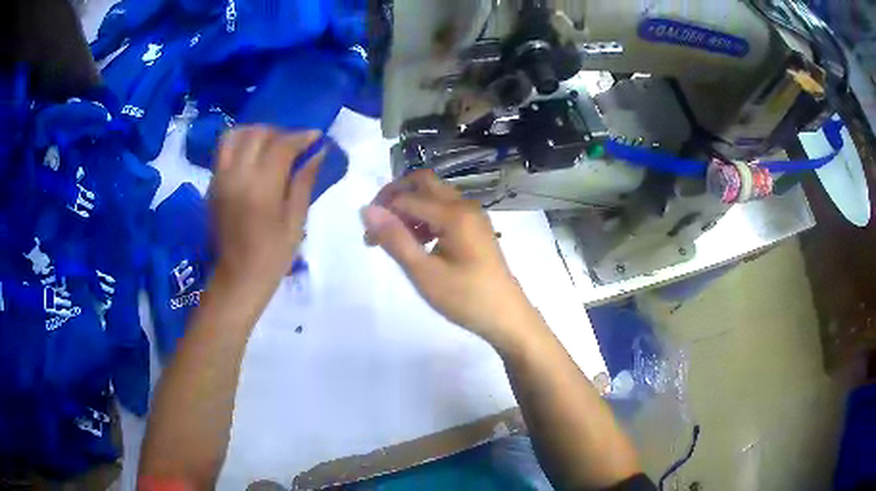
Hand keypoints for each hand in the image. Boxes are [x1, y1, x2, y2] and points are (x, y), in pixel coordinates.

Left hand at [209, 126, 324, 290]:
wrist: (238, 277)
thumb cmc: (273, 255)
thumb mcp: (296, 221)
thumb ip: (304, 181)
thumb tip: (318, 152)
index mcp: (261, 186)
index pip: (282, 144)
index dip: (302, 136)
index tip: (317, 137)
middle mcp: (237, 175)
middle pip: (257, 133)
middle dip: (279, 132)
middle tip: (294, 144)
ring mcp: (220, 178)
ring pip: (235, 136)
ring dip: (255, 133)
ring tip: (270, 145)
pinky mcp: (212, 184)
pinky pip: (224, 151)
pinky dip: (241, 145)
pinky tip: (254, 158)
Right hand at [361, 170, 537, 345]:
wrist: (506, 316)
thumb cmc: (465, 298)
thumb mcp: (424, 273)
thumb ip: (395, 239)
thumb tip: (367, 209)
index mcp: (454, 214)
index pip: (407, 197)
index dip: (382, 211)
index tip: (367, 238)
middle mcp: (465, 205)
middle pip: (423, 182)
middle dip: (396, 196)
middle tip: (379, 224)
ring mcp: (473, 215)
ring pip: (434, 195)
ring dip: (410, 207)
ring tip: (395, 238)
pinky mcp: (475, 227)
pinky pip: (445, 209)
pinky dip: (426, 217)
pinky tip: (418, 242)